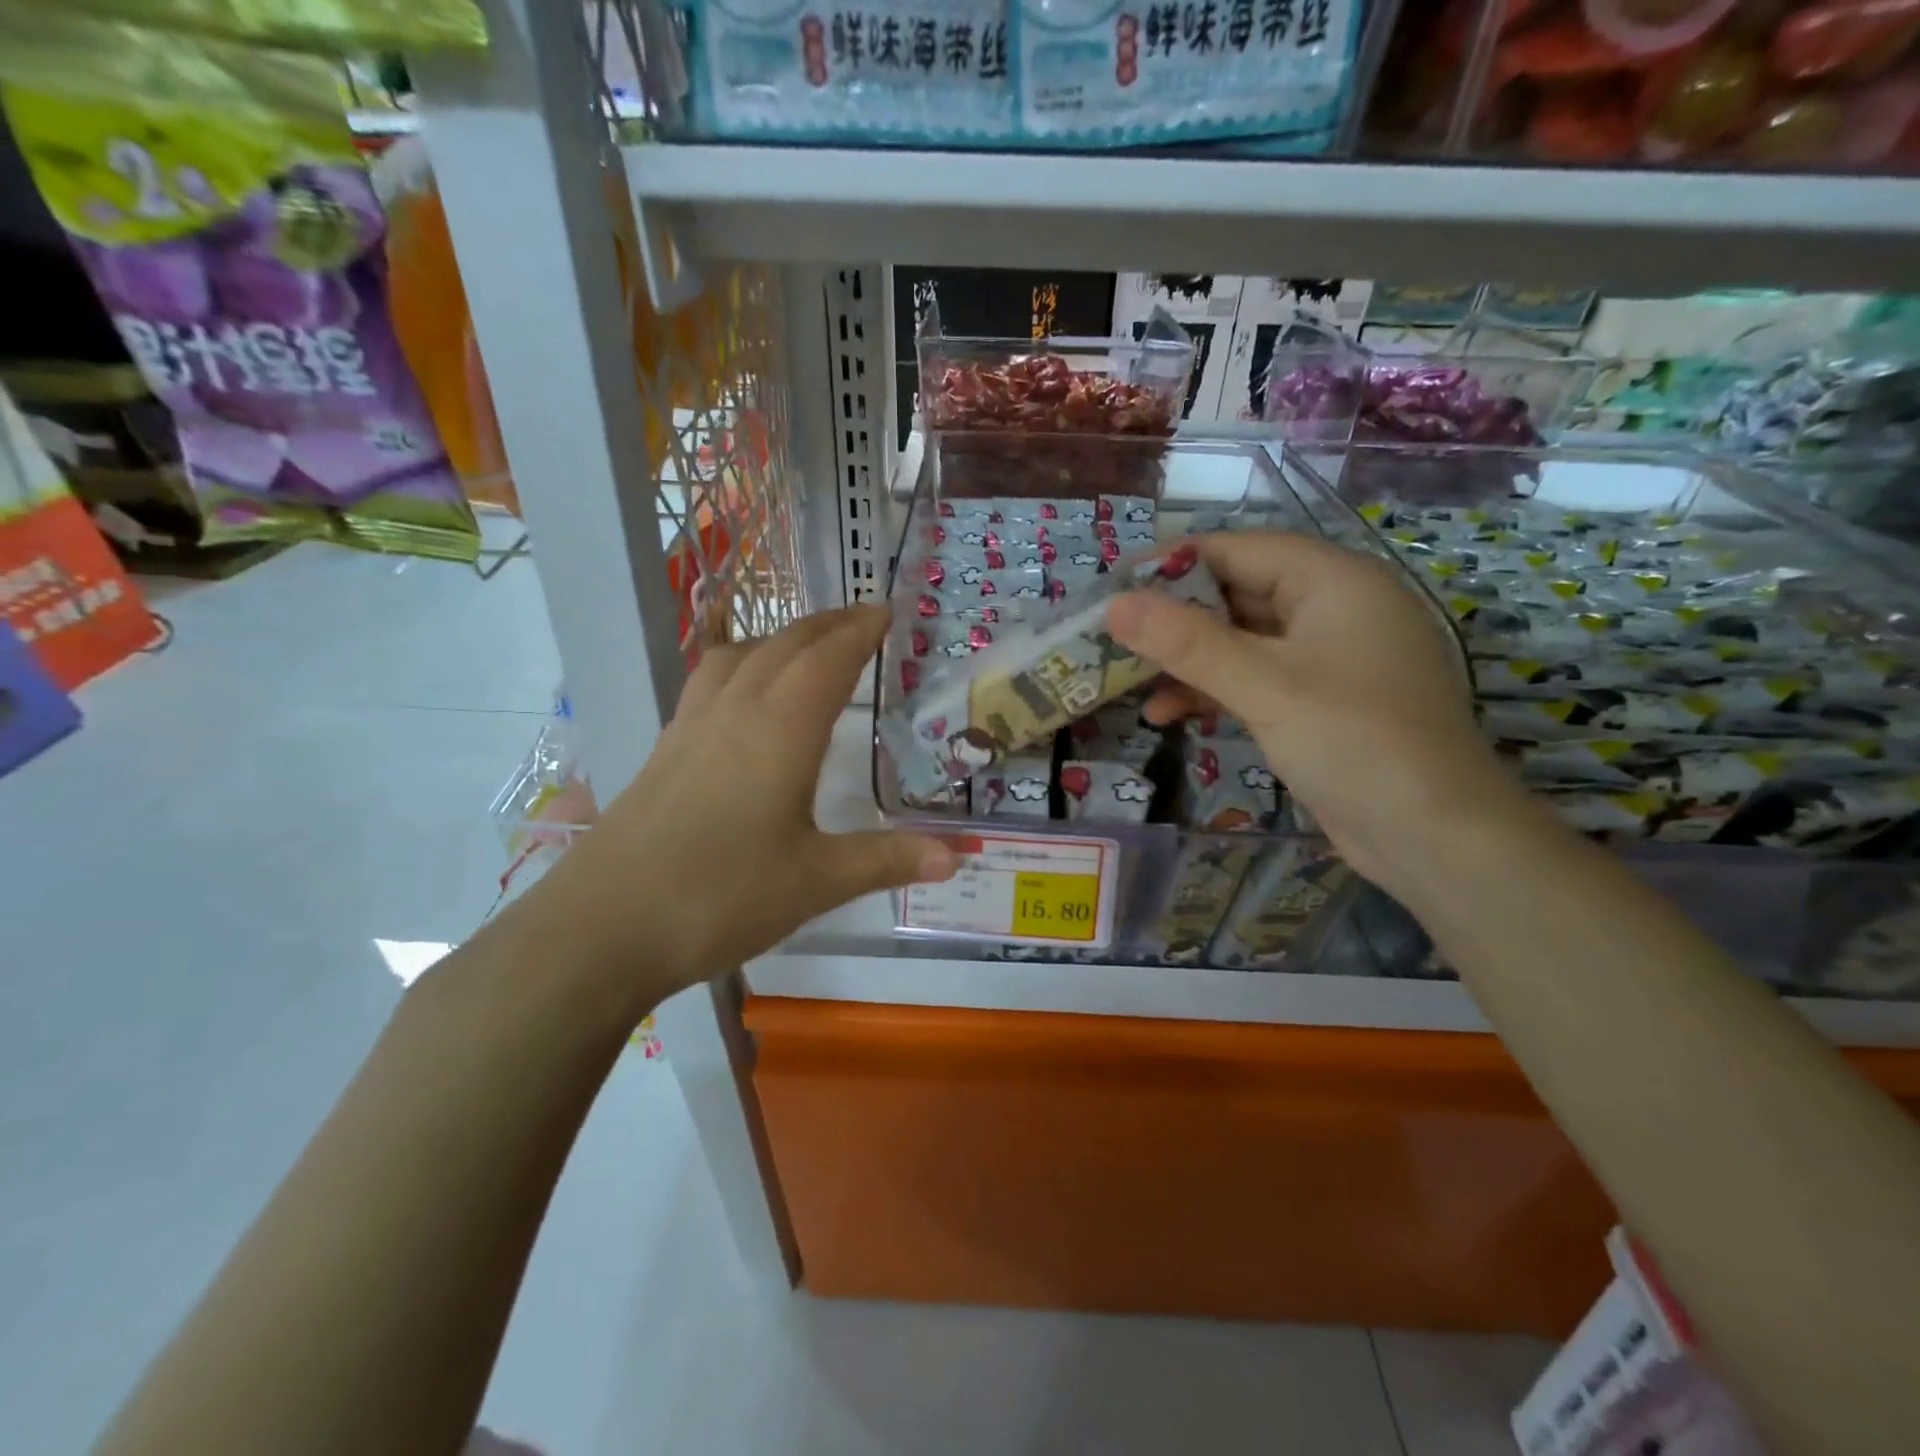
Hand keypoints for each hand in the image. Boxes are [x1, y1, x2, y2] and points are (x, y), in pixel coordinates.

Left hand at [535, 606, 956, 1000]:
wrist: (602, 927)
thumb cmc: (721, 897)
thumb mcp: (816, 882)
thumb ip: (887, 860)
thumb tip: (960, 854)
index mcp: (781, 730)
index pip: (828, 661)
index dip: (859, 632)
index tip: (885, 610)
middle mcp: (735, 712)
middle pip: (784, 646)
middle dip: (826, 625)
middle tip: (860, 617)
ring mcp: (692, 727)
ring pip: (740, 656)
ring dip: (780, 637)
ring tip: (806, 642)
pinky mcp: (664, 750)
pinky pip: (709, 681)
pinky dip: (739, 662)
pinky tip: (740, 689)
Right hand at [1106, 530, 1525, 891]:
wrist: (1434, 836)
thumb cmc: (1354, 741)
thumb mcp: (1265, 686)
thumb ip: (1187, 643)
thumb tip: (1115, 606)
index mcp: (1332, 581)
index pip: (1237, 549)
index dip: (1172, 564)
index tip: (1114, 587)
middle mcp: (1330, 608)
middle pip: (1235, 594)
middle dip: (1173, 619)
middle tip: (1112, 638)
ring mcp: (1325, 658)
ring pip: (1239, 642)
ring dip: (1187, 662)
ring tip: (1129, 682)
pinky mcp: (1316, 702)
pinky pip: (1253, 680)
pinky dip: (1212, 691)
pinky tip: (1168, 714)